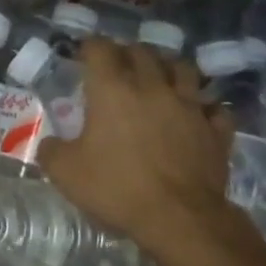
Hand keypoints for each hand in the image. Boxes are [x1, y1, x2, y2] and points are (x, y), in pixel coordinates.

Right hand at [38, 38, 237, 256]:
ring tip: (160, 79)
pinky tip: (197, 114)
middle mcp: (152, 87)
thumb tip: (50, 144)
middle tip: (117, 66)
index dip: (89, 47)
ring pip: (183, 69)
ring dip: (168, 68)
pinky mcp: (215, 130)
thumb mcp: (65, 173)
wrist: (180, 218)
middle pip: (142, 52)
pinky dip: (204, 106)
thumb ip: (51, 151)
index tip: (82, 55)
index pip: (100, 49)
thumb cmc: (117, 188)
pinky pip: (213, 107)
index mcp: (112, 89)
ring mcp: (189, 106)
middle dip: (127, 53)